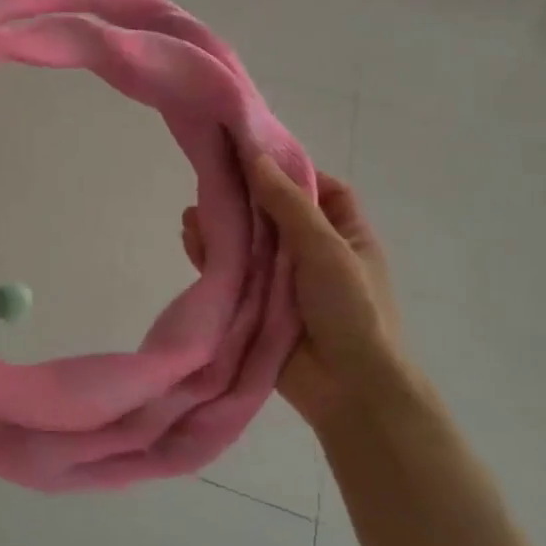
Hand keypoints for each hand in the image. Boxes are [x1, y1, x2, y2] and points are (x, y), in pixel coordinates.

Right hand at [181, 155, 398, 428]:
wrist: (350, 391)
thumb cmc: (353, 309)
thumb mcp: (327, 247)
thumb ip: (288, 203)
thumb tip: (255, 156)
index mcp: (344, 232)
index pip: (318, 188)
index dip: (289, 170)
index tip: (253, 154)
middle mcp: (312, 249)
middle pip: (273, 209)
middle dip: (242, 195)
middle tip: (210, 175)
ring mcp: (283, 277)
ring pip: (247, 239)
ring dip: (222, 223)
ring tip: (194, 211)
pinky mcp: (257, 301)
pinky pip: (230, 269)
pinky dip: (211, 254)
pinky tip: (192, 236)